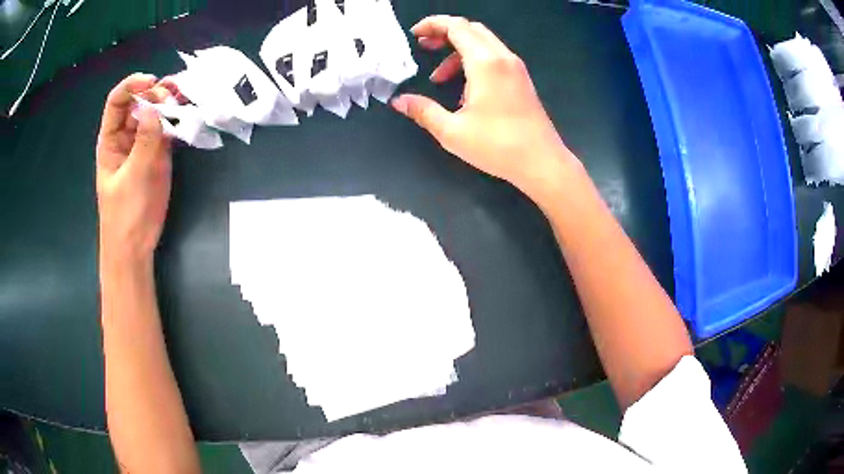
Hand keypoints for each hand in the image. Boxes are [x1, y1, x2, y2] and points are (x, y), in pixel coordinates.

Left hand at [96, 74, 176, 263]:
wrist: (135, 246)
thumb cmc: (126, 214)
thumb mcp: (134, 176)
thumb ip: (145, 141)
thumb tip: (154, 106)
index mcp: (111, 139)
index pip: (118, 101)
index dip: (132, 85)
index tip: (152, 83)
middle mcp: (126, 136)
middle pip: (139, 101)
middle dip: (156, 92)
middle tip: (174, 96)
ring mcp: (143, 144)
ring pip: (155, 113)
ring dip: (169, 102)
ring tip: (185, 96)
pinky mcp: (158, 154)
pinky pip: (167, 129)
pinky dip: (177, 119)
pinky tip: (188, 114)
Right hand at [392, 16, 576, 199]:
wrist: (542, 162)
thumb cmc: (498, 146)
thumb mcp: (453, 131)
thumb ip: (423, 111)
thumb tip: (399, 102)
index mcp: (485, 62)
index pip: (456, 26)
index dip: (432, 24)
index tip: (415, 34)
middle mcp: (502, 57)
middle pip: (471, 29)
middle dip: (444, 33)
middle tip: (424, 47)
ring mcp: (516, 68)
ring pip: (483, 43)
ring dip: (458, 52)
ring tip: (439, 79)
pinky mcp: (522, 80)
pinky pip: (494, 58)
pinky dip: (474, 62)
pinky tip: (465, 91)